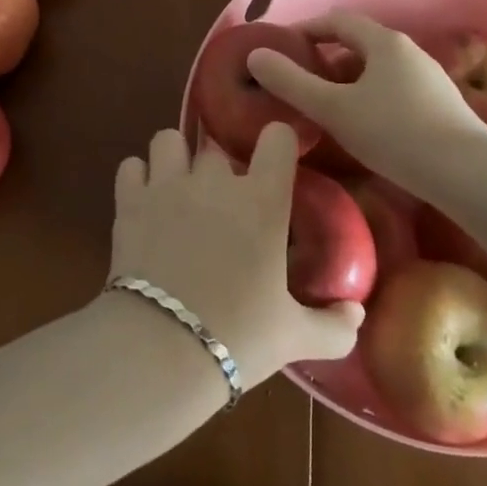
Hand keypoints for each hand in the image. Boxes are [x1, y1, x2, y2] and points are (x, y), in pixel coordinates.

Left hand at [109, 123, 362, 388]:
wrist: (161, 347)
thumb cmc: (238, 337)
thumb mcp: (294, 337)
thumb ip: (332, 326)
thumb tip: (357, 314)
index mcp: (262, 201)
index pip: (277, 138)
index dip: (277, 142)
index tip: (276, 158)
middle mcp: (215, 180)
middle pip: (217, 147)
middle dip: (218, 168)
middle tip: (220, 203)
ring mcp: (168, 184)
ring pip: (169, 140)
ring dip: (174, 157)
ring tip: (177, 186)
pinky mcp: (130, 199)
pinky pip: (131, 166)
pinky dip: (138, 177)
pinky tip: (144, 199)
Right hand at [246, 10, 486, 188]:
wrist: (469, 175)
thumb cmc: (394, 134)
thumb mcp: (333, 109)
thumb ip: (292, 82)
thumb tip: (256, 56)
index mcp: (383, 42)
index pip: (338, 21)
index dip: (307, 29)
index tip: (283, 45)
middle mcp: (409, 51)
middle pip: (360, 43)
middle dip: (327, 56)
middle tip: (301, 79)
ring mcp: (430, 78)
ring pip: (380, 68)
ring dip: (350, 79)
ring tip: (328, 105)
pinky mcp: (443, 105)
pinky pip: (397, 89)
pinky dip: (372, 96)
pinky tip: (366, 126)